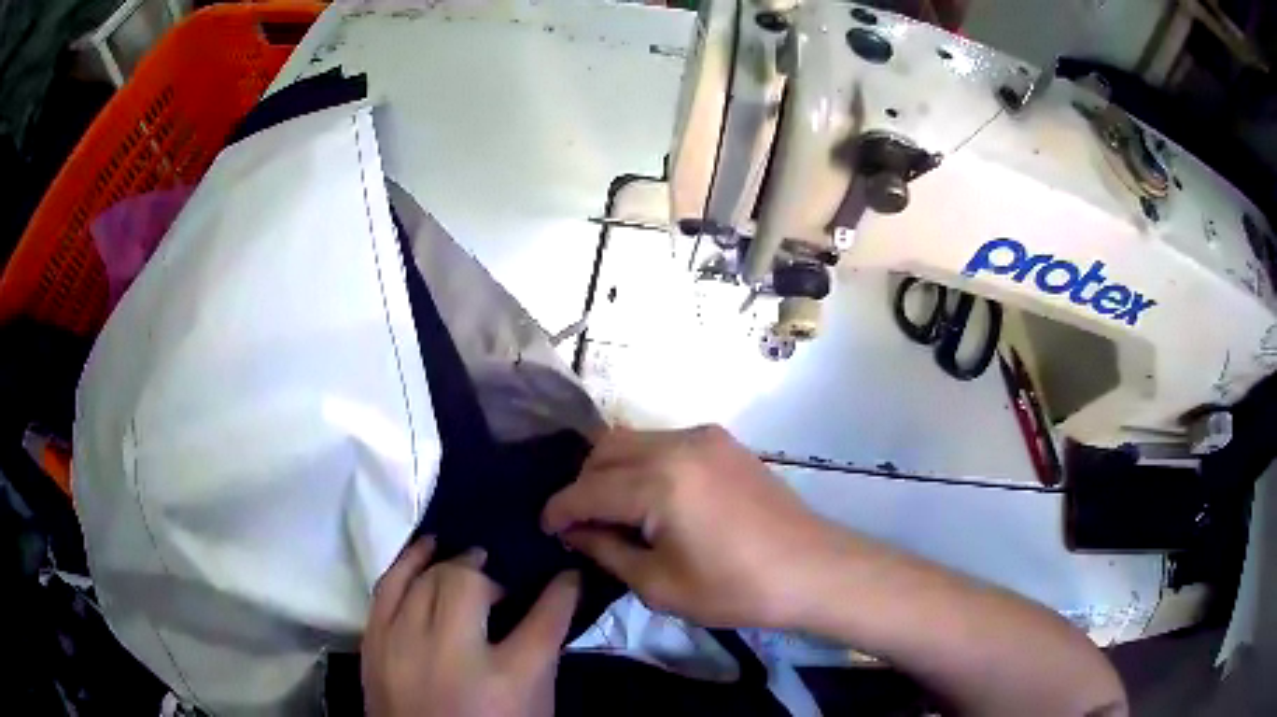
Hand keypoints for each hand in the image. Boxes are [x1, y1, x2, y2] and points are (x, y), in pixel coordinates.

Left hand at [362, 538, 580, 716]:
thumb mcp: (534, 705)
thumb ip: (540, 655)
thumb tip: (546, 605)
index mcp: (509, 680)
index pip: (546, 617)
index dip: (563, 589)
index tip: (568, 574)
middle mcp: (453, 656)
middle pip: (470, 585)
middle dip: (491, 573)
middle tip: (501, 583)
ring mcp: (405, 647)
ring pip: (425, 578)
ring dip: (450, 564)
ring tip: (465, 560)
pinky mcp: (374, 645)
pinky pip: (386, 586)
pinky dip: (407, 562)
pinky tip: (424, 550)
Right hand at [541, 425, 830, 627]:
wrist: (812, 568)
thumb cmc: (736, 588)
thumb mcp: (660, 584)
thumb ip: (607, 550)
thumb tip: (576, 532)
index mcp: (661, 481)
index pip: (588, 489)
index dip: (559, 510)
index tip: (544, 528)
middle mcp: (678, 444)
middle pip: (604, 450)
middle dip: (582, 484)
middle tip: (579, 523)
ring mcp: (704, 436)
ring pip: (632, 439)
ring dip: (611, 470)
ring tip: (611, 511)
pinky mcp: (722, 441)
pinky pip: (663, 441)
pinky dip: (642, 463)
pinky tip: (648, 497)